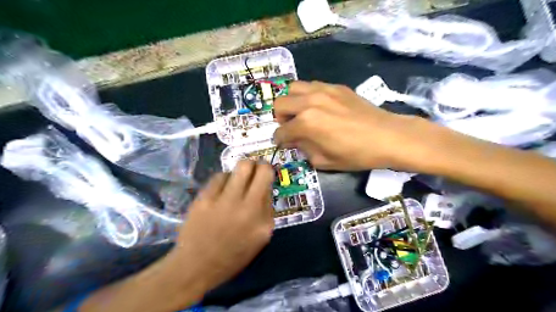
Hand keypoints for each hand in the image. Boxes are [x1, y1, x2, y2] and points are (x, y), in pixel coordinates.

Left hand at [167, 161, 275, 292]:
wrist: (196, 267)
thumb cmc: (232, 255)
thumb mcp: (260, 238)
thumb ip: (266, 211)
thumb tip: (265, 186)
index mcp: (262, 220)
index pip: (268, 180)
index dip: (267, 171)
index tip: (264, 174)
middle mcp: (246, 207)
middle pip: (256, 167)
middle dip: (257, 164)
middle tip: (254, 169)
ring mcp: (223, 201)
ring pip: (238, 167)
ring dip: (240, 172)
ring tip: (236, 182)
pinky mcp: (204, 199)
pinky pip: (219, 176)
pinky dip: (224, 179)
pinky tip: (221, 190)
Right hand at [273, 80, 428, 170]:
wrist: (387, 136)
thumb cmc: (355, 154)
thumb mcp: (324, 161)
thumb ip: (304, 149)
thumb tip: (296, 140)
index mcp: (306, 123)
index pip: (282, 131)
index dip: (279, 139)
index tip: (283, 143)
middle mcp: (310, 102)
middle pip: (280, 103)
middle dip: (280, 118)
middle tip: (290, 126)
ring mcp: (323, 90)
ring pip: (293, 88)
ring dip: (292, 102)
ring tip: (301, 113)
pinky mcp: (336, 87)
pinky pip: (312, 85)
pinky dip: (308, 95)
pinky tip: (318, 106)